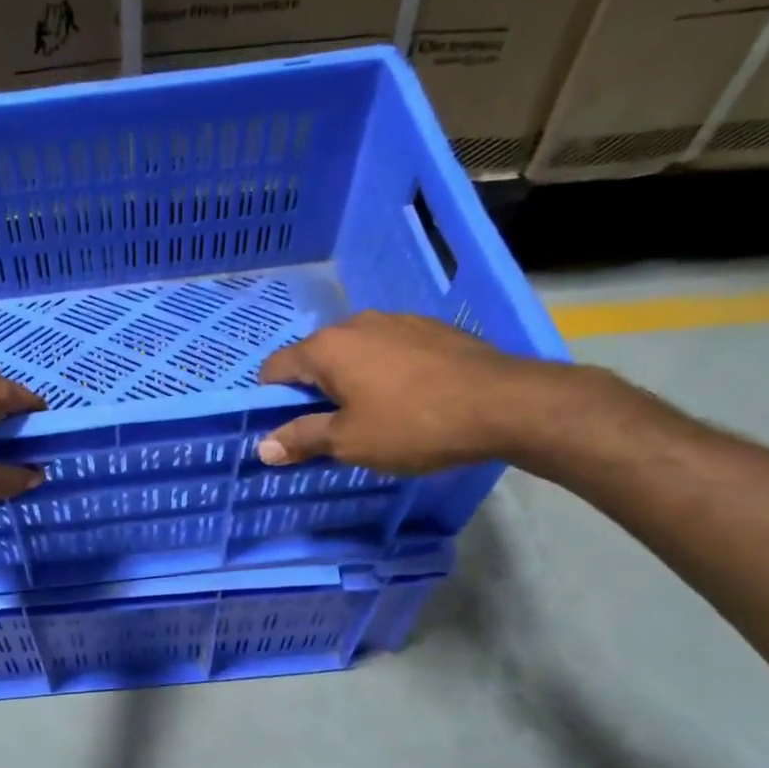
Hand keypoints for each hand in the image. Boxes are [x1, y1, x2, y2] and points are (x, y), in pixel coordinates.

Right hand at [256, 311, 558, 473]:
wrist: (505, 403)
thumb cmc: (413, 425)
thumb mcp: (350, 442)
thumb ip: (302, 439)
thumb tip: (263, 447)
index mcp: (327, 347)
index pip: (275, 368)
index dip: (271, 401)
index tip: (288, 429)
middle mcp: (355, 323)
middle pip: (314, 358)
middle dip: (313, 392)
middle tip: (331, 429)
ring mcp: (396, 320)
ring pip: (354, 352)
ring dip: (350, 381)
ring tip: (373, 415)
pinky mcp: (430, 328)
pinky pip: (388, 349)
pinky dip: (384, 372)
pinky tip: (408, 399)